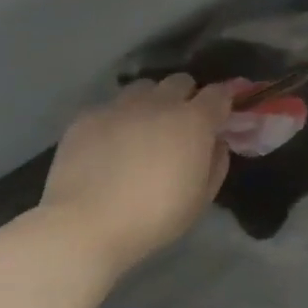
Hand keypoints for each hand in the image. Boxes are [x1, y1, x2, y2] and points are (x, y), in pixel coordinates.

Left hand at [36, 76, 233, 271]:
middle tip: (180, 125)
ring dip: (150, 102)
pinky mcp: (87, 117)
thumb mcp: (201, 199)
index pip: (218, 93)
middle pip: (180, 81)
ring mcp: (120, 106)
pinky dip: (116, 120)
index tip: (220, 117)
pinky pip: (110, 107)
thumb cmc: (153, 217)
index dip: (222, 102)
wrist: (85, 226)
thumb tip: (216, 143)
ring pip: (143, 88)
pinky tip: (108, 147)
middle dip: (186, 97)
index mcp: (193, 121)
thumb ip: (217, 163)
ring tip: (142, 130)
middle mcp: (159, 103)